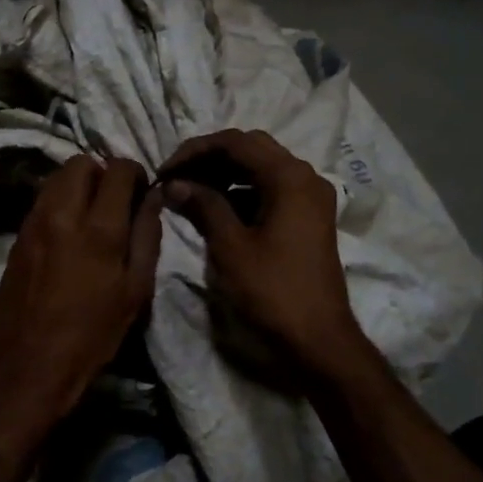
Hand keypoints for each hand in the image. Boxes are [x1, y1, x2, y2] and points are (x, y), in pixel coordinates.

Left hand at [0, 155, 164, 422]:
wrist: (29, 364)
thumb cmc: (93, 334)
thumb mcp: (135, 291)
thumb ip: (147, 237)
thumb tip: (151, 198)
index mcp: (99, 228)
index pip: (117, 169)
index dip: (134, 172)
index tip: (141, 190)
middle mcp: (61, 214)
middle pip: (80, 162)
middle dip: (102, 172)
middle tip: (115, 200)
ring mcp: (33, 223)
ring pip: (56, 177)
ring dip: (78, 184)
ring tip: (92, 214)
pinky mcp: (17, 236)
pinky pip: (42, 200)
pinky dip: (59, 201)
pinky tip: (69, 231)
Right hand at [162, 129, 366, 377]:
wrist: (318, 339)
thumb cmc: (273, 291)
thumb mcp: (230, 247)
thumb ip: (203, 206)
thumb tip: (174, 183)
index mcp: (289, 177)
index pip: (236, 142)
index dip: (195, 151)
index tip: (164, 171)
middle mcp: (305, 177)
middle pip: (252, 148)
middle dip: (210, 158)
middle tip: (176, 177)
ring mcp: (311, 198)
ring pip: (262, 167)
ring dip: (225, 173)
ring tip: (190, 191)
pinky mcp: (309, 218)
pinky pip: (272, 189)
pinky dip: (243, 191)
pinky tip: (217, 209)